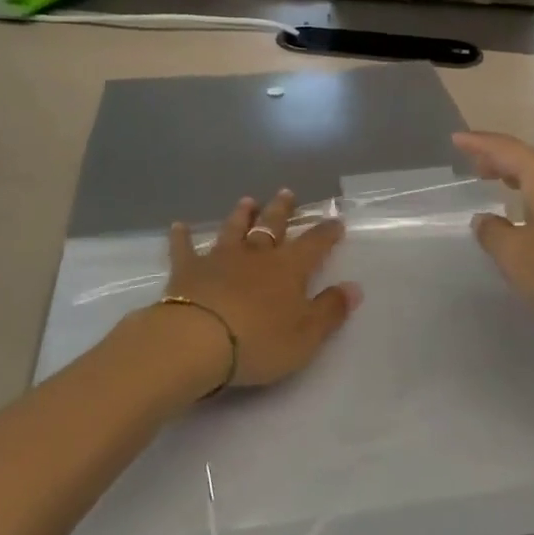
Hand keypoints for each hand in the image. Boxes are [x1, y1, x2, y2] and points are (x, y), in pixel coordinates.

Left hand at [147, 190, 360, 389]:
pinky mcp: (187, 270)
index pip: (314, 244)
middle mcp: (256, 255)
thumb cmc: (259, 341)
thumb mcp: (306, 335)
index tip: (336, 220)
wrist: (197, 340)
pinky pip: (184, 249)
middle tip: (286, 193)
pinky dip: (182, 237)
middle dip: (281, 210)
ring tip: (247, 201)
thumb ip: (330, 310)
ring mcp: (219, 259)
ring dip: (241, 215)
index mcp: (288, 269)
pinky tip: (179, 226)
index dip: (326, 233)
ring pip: (233, 230)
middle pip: (271, 226)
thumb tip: (354, 288)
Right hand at [454, 131, 533, 355]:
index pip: (507, 149)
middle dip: (501, 160)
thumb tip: (487, 220)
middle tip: (474, 166)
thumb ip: (493, 233)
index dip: (479, 143)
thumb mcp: (516, 258)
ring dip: (524, 179)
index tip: (456, 139)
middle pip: (532, 159)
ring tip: (501, 186)